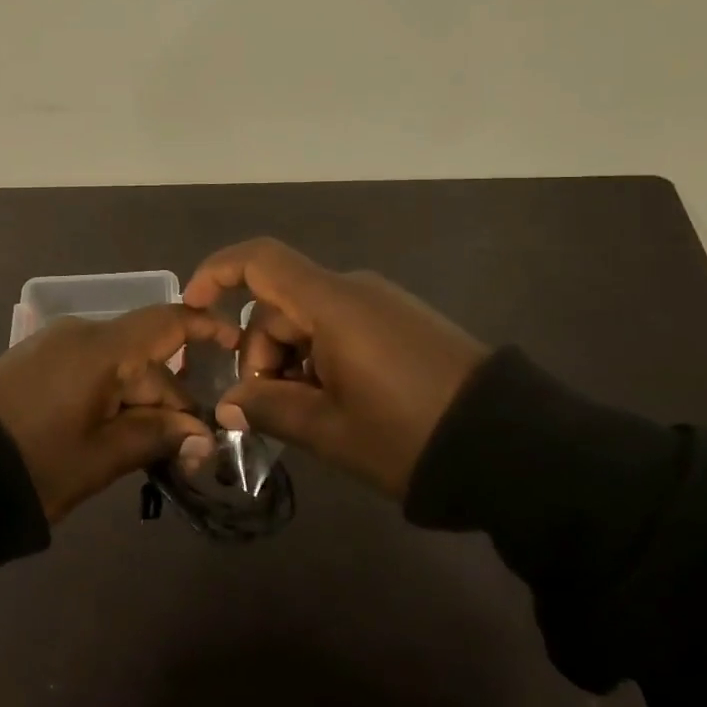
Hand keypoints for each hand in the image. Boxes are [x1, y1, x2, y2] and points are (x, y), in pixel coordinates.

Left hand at [0, 304, 237, 522]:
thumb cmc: (33, 464)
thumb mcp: (100, 457)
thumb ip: (155, 437)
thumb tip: (202, 435)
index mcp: (100, 348)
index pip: (167, 322)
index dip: (205, 327)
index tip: (235, 344)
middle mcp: (79, 334)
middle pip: (143, 355)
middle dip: (170, 398)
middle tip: (188, 450)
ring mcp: (52, 347)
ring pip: (116, 367)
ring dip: (139, 403)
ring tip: (150, 451)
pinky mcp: (33, 364)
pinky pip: (88, 372)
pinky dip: (110, 398)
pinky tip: (112, 434)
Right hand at [183, 238, 490, 499]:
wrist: (512, 445)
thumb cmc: (408, 434)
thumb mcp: (330, 429)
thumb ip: (270, 408)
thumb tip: (230, 403)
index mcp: (332, 304)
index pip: (260, 261)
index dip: (217, 273)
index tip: (194, 310)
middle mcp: (354, 290)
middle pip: (281, 303)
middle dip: (260, 352)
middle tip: (267, 410)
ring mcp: (382, 304)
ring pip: (310, 320)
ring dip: (292, 362)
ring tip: (308, 417)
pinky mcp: (403, 322)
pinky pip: (342, 327)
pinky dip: (322, 358)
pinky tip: (337, 405)